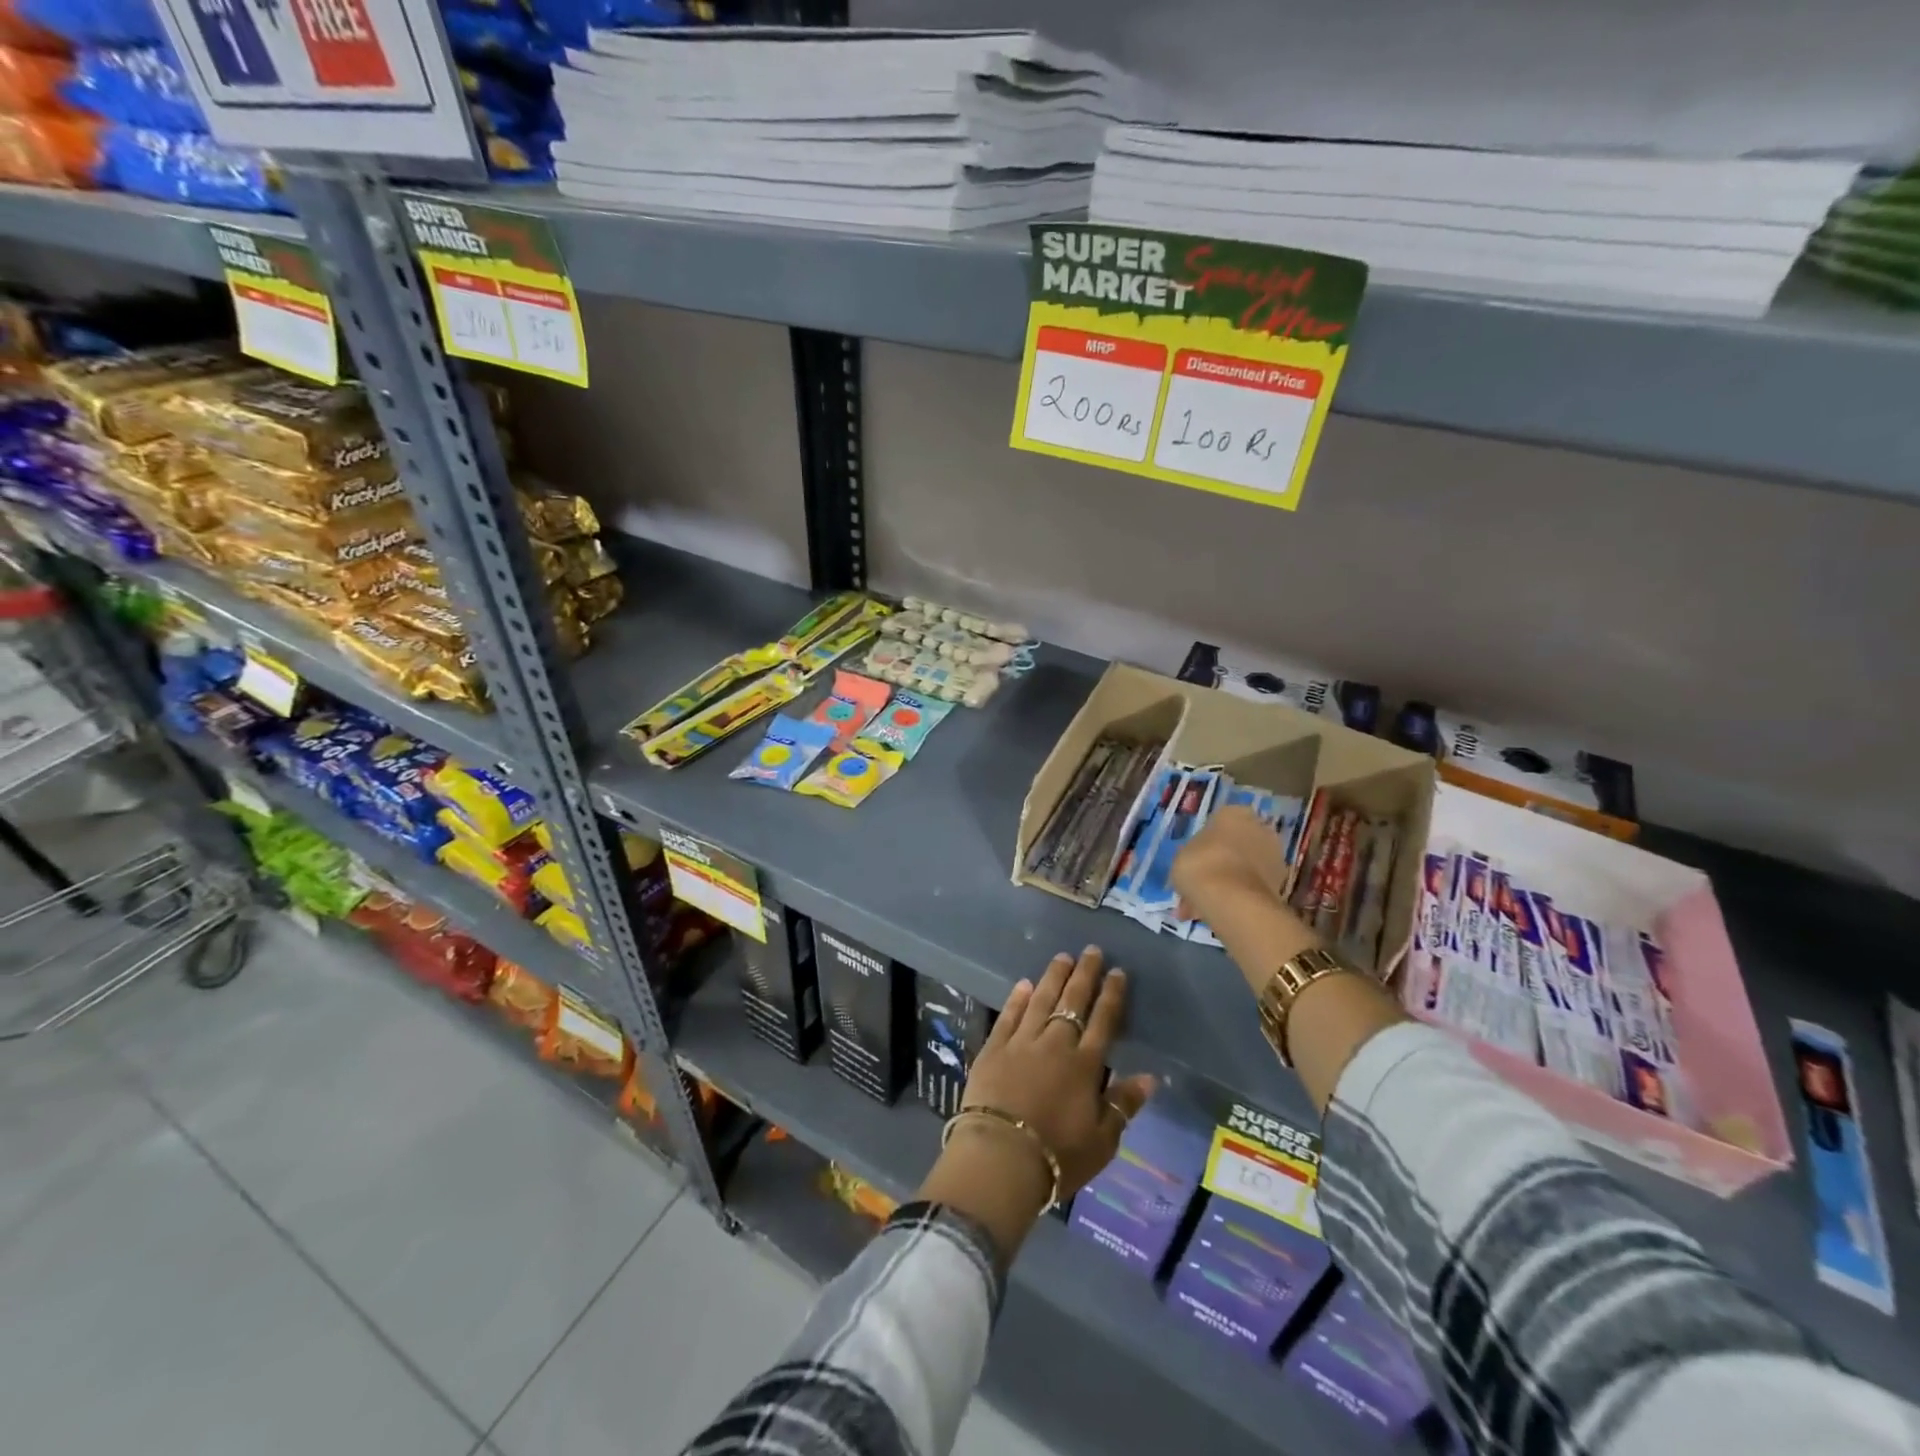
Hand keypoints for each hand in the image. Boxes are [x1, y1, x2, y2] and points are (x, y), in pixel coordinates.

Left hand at [959, 947, 1156, 1198]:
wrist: (1001, 1157)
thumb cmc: (1058, 1156)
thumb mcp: (1103, 1141)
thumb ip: (1124, 1104)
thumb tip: (1151, 1077)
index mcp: (1085, 1065)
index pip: (1103, 1020)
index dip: (1112, 994)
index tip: (1117, 971)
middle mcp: (1056, 1044)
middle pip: (1073, 1001)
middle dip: (1085, 974)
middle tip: (1092, 950)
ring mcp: (1022, 1042)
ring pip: (1041, 1000)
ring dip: (1053, 977)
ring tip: (1062, 957)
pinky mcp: (993, 1048)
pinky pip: (1008, 1016)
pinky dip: (1017, 998)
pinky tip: (1024, 984)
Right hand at [1172, 804, 1290, 923]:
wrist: (1232, 900)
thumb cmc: (1200, 864)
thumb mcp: (1182, 854)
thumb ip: (1192, 853)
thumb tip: (1197, 859)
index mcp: (1234, 813)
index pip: (1220, 820)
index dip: (1206, 840)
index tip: (1195, 856)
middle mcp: (1260, 828)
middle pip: (1236, 844)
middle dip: (1221, 861)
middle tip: (1200, 880)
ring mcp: (1274, 856)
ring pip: (1245, 867)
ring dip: (1228, 881)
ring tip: (1203, 903)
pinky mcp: (1281, 883)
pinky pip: (1251, 886)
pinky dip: (1238, 897)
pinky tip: (1216, 911)